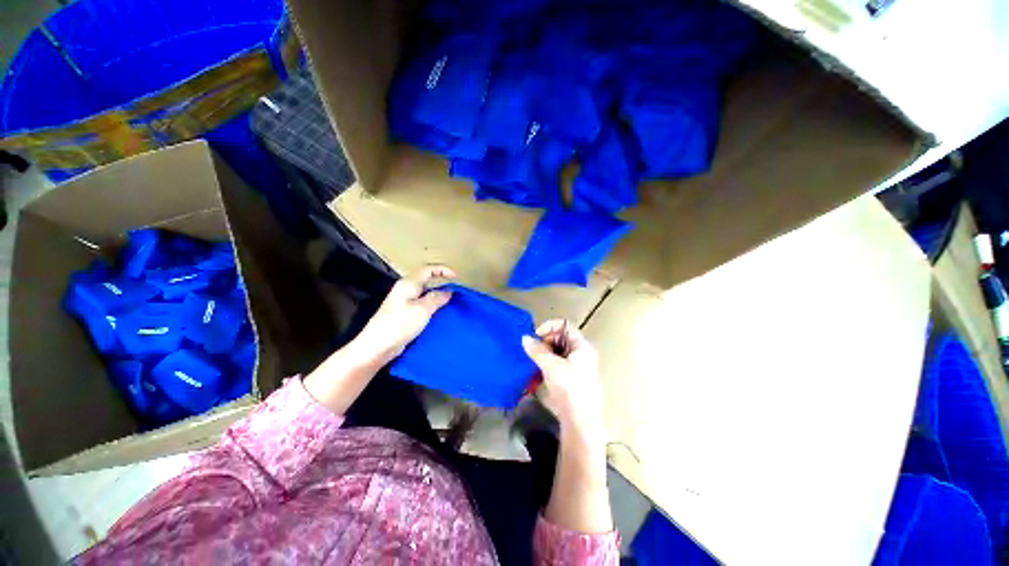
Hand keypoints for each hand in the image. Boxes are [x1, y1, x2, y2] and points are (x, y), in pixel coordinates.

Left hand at [353, 265, 455, 364]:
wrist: (378, 346)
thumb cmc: (400, 324)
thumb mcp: (423, 309)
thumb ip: (437, 298)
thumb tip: (449, 291)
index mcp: (408, 284)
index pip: (427, 269)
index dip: (442, 270)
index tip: (456, 277)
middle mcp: (405, 290)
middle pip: (426, 281)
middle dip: (441, 283)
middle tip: (455, 291)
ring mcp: (403, 302)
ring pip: (424, 294)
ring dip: (437, 296)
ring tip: (450, 303)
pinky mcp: (403, 314)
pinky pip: (421, 305)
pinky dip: (431, 307)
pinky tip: (439, 315)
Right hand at [521, 320, 603, 439]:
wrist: (579, 421)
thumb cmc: (569, 388)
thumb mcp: (551, 366)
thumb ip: (537, 350)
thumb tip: (524, 338)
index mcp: (582, 346)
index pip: (566, 325)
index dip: (550, 326)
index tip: (536, 335)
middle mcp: (581, 353)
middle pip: (562, 336)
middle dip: (546, 339)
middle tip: (533, 350)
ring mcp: (577, 365)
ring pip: (558, 350)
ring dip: (545, 351)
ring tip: (534, 359)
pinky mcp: (571, 376)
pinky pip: (558, 361)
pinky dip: (548, 361)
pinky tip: (539, 368)